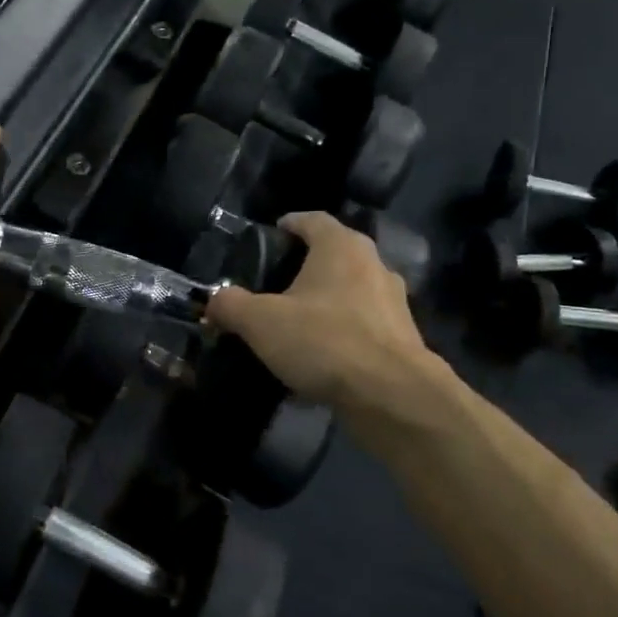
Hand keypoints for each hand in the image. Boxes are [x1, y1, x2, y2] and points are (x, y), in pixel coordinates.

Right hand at [205, 212, 454, 427]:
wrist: (393, 396)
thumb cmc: (324, 341)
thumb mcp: (260, 322)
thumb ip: (230, 305)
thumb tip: (213, 300)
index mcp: (341, 247)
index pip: (311, 220)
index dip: (287, 225)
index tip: (268, 238)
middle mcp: (373, 264)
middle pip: (333, 254)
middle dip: (304, 266)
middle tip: (273, 284)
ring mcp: (394, 301)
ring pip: (350, 290)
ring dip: (325, 301)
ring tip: (296, 322)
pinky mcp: (404, 337)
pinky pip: (363, 324)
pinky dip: (342, 332)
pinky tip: (320, 357)